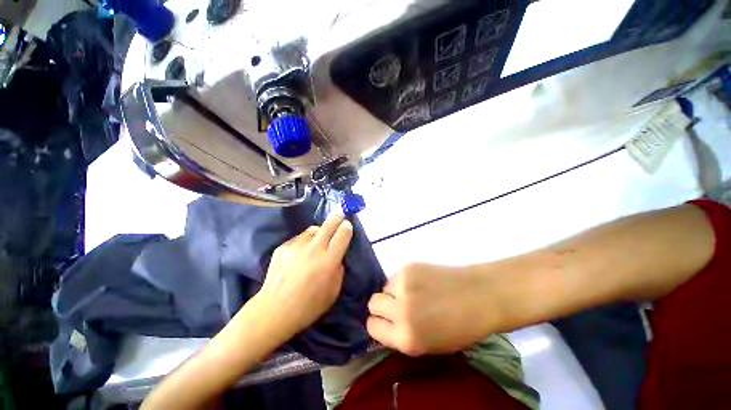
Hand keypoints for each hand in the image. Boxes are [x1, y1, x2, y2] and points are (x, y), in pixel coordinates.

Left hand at [255, 212, 353, 338]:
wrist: (274, 311)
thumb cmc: (308, 306)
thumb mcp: (333, 291)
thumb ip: (338, 269)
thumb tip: (337, 256)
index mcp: (328, 261)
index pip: (342, 235)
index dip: (347, 227)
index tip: (348, 225)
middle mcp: (313, 249)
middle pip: (329, 225)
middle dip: (337, 217)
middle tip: (340, 213)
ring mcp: (296, 246)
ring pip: (313, 230)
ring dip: (319, 232)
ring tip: (317, 242)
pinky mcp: (283, 247)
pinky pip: (299, 238)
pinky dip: (304, 242)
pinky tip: (300, 254)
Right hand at [366, 262, 498, 355]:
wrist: (478, 295)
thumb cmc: (459, 327)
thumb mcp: (428, 345)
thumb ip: (402, 335)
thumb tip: (385, 323)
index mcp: (406, 337)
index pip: (372, 327)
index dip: (379, 324)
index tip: (387, 321)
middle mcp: (400, 310)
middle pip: (373, 303)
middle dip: (382, 306)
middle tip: (397, 305)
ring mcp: (403, 285)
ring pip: (384, 287)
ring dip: (393, 291)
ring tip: (413, 292)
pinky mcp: (408, 267)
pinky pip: (395, 275)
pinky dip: (402, 280)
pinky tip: (420, 281)